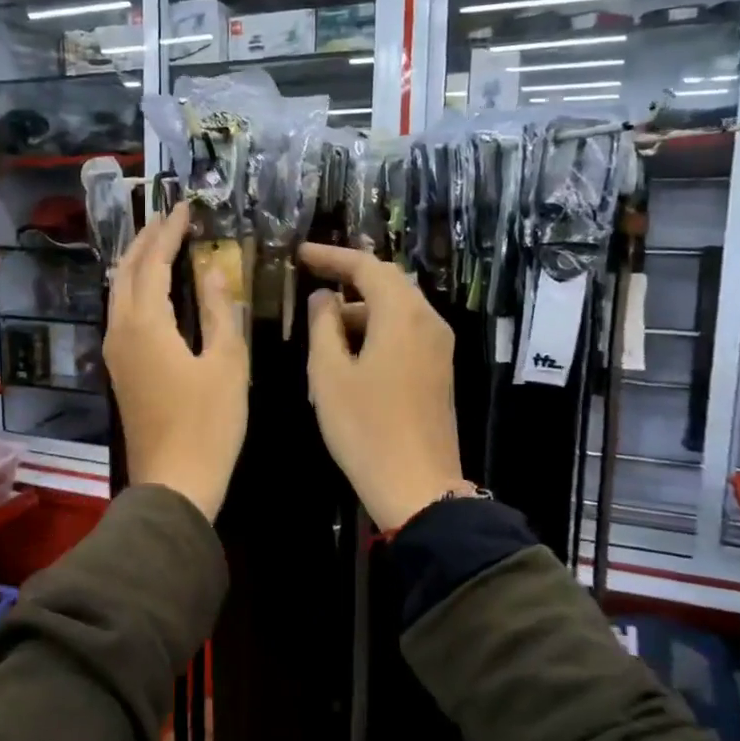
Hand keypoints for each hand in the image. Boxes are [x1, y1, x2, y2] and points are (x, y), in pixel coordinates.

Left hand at [104, 204, 248, 520]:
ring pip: (118, 294)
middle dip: (145, 241)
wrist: (174, 483)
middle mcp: (120, 332)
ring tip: (159, 245)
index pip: (153, 263)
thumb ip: (218, 312)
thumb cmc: (209, 425)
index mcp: (145, 325)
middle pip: (125, 273)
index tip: (184, 208)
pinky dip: (135, 291)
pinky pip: (121, 315)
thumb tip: (211, 272)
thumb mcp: (227, 364)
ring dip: (136, 264)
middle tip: (168, 218)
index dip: (169, 233)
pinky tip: (152, 292)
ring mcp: (115, 354)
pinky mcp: (120, 372)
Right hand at [301, 243, 467, 531]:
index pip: (366, 267)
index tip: (300, 254)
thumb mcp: (329, 375)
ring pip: (398, 308)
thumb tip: (323, 298)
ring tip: (324, 325)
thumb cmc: (365, 428)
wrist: (418, 486)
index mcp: (401, 315)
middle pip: (388, 282)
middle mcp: (428, 321)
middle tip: (313, 277)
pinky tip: (350, 350)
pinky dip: (377, 328)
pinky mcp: (439, 370)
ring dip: (362, 307)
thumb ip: (323, 326)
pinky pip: (406, 331)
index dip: (332, 256)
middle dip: (350, 277)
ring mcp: (438, 347)